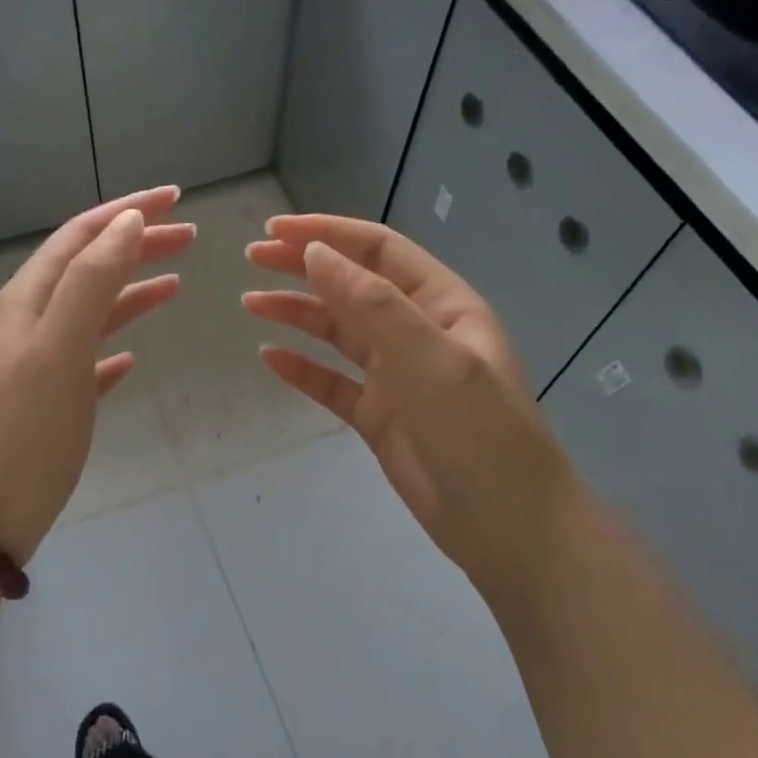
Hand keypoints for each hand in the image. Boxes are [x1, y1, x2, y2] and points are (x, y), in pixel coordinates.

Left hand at [0, 187, 194, 565]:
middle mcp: (28, 322)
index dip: (127, 211)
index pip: (81, 235)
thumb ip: (92, 282)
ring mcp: (36, 363)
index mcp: (27, 300)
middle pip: (88, 268)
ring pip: (90, 312)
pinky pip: (86, 359)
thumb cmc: (25, 431)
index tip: (176, 197)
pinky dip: (113, 347)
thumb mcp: (60, 348)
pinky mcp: (47, 402)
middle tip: (189, 236)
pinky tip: (133, 358)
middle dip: (136, 245)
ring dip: (130, 291)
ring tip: (175, 282)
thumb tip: (127, 223)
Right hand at [244, 214, 585, 600]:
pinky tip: (270, 359)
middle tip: (251, 259)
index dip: (328, 234)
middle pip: (353, 286)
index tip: (274, 232)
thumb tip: (316, 253)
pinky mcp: (378, 416)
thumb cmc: (480, 434)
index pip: (379, 252)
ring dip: (296, 314)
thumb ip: (374, 305)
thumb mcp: (432, 360)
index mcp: (443, 305)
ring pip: (338, 332)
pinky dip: (302, 369)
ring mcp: (396, 376)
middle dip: (303, 267)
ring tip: (250, 304)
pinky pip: (332, 383)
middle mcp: (418, 332)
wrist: (507, 526)